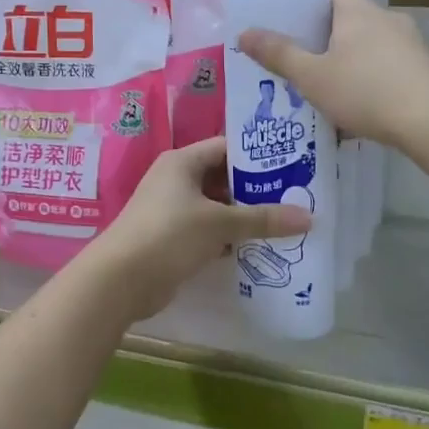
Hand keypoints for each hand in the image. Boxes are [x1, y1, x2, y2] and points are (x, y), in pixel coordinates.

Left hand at [83, 137, 311, 321]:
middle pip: (224, 177)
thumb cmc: (168, 235)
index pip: (227, 147)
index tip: (291, 164)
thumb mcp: (219, 223)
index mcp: (183, 162)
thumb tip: (309, 217)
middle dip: (256, 189)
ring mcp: (172, 210)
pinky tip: (257, 247)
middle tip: (295, 196)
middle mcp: (176, 180)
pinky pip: (208, 230)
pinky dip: (229, 237)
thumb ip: (263, 218)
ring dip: (244, 216)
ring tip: (284, 222)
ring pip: (217, 207)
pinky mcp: (172, 238)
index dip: (258, 155)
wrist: (119, 281)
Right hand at [238, 0, 428, 148]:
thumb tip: (243, 33)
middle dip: (332, 37)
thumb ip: (278, 55)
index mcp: (357, 11)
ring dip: (355, 61)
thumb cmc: (365, 90)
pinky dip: (376, 81)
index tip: (297, 22)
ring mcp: (411, 44)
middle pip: (354, 18)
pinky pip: (392, 68)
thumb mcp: (312, 76)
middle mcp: (387, 19)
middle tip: (308, 59)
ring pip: (374, 45)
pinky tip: (364, 108)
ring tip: (333, 88)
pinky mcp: (426, 71)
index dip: (316, 0)